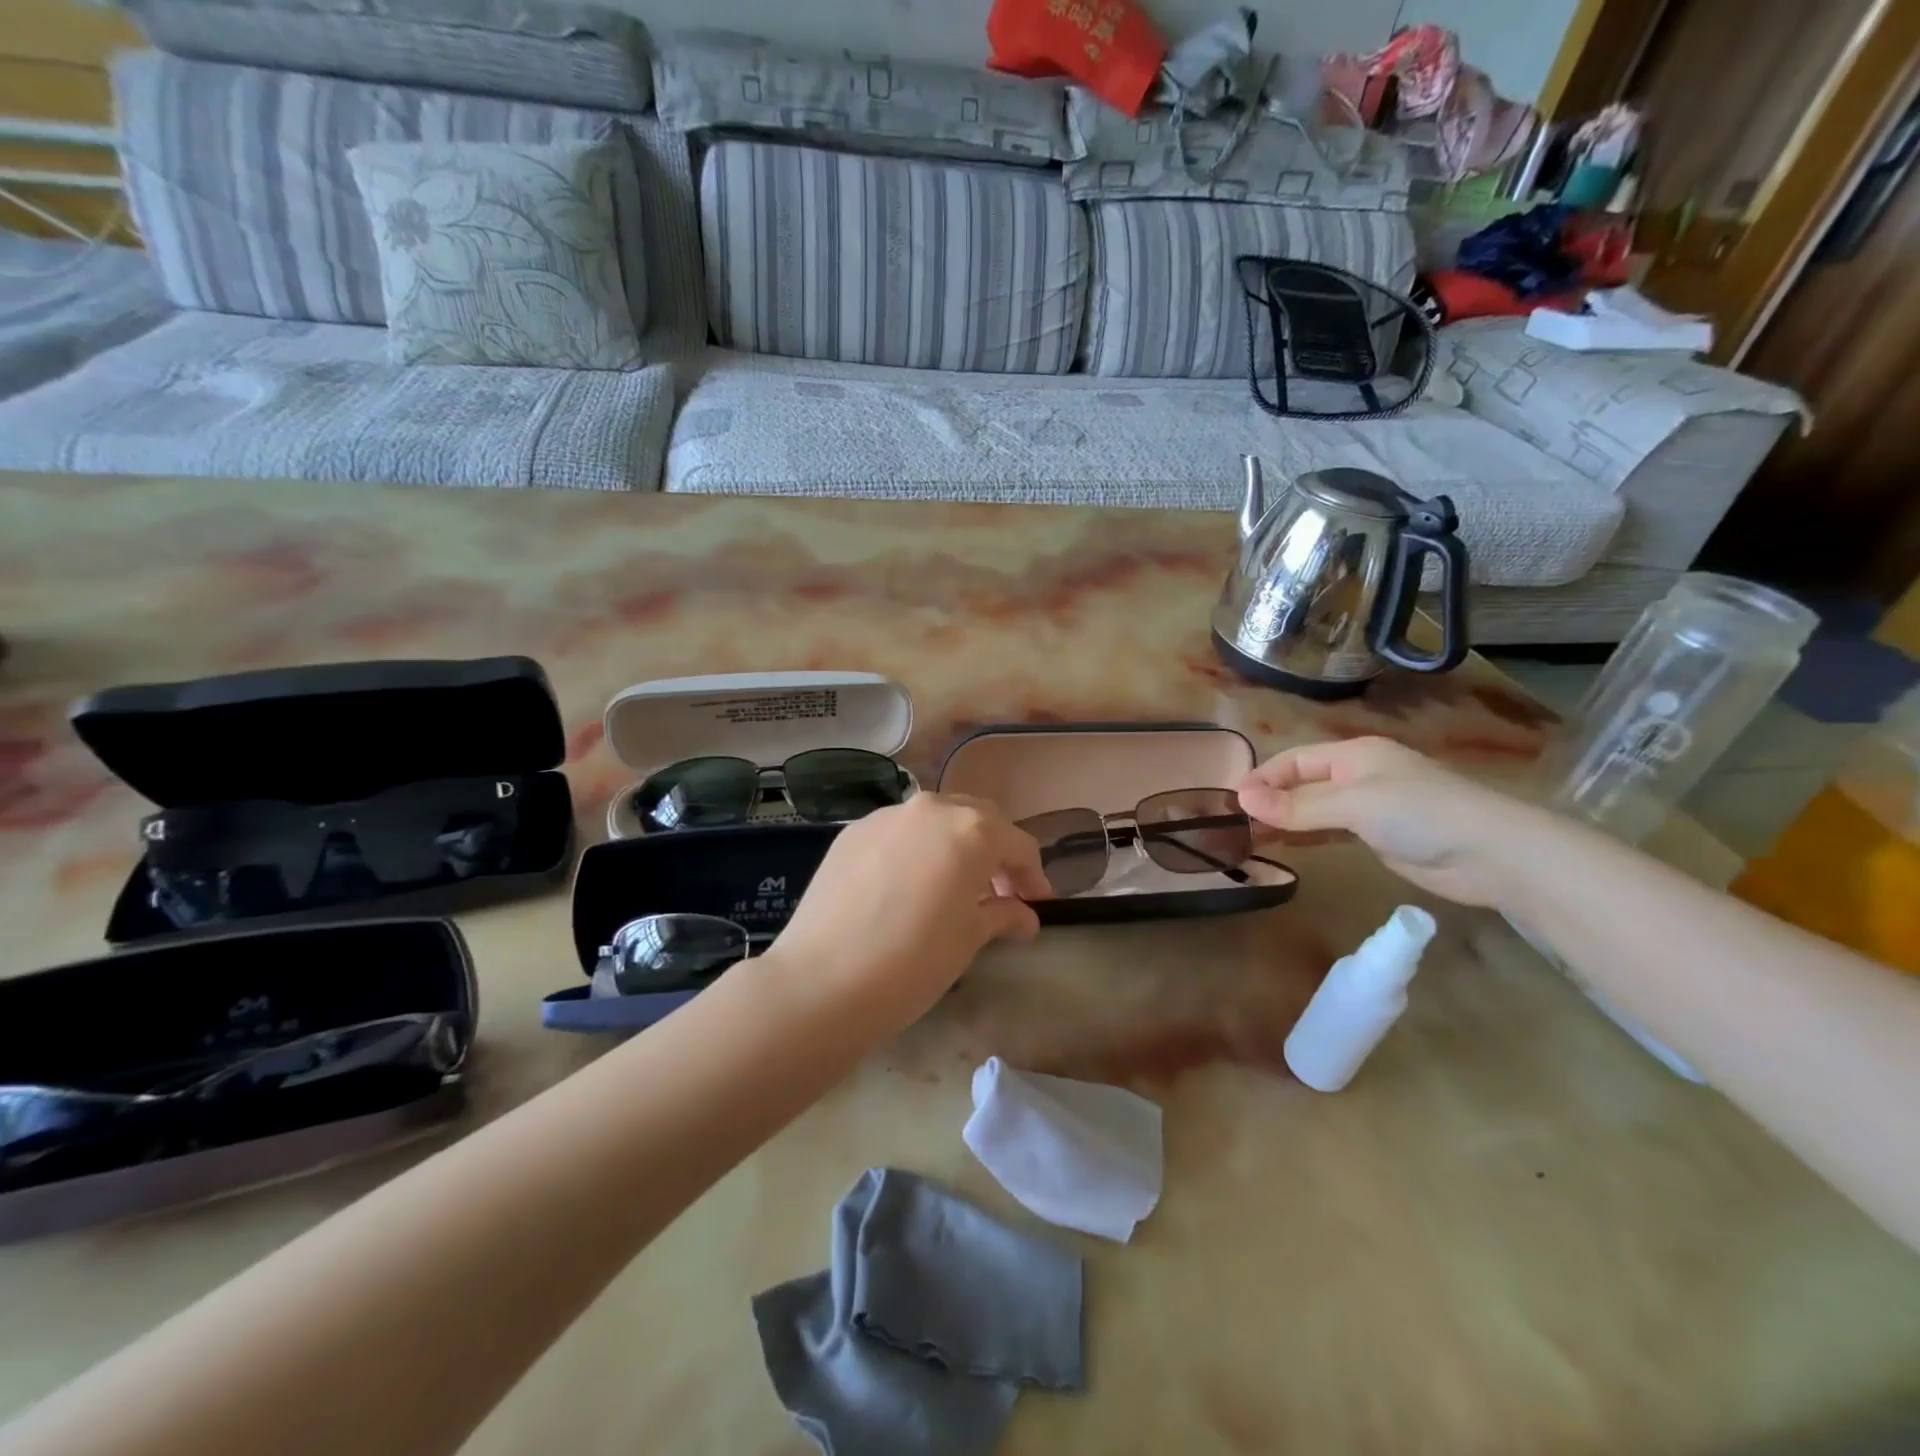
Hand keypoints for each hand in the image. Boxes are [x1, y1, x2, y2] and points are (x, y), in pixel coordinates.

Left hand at [765, 793, 1052, 1033]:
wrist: (823, 980)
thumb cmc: (914, 961)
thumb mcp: (969, 939)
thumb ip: (1002, 915)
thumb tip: (1024, 916)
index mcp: (972, 829)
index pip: (1017, 845)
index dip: (1033, 876)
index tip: (1038, 905)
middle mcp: (931, 809)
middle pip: (977, 820)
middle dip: (994, 852)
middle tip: (999, 894)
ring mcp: (886, 816)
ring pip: (935, 820)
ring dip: (954, 846)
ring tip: (952, 888)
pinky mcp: (851, 832)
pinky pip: (898, 832)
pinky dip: (915, 850)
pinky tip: (907, 887)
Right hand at [1235, 737, 1545, 907]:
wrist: (1492, 855)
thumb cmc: (1420, 814)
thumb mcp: (1353, 804)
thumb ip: (1297, 805)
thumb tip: (1242, 800)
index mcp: (1353, 755)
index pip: (1293, 760)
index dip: (1262, 779)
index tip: (1233, 804)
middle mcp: (1358, 775)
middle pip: (1301, 784)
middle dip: (1270, 801)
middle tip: (1236, 826)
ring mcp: (1369, 807)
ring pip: (1313, 809)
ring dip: (1284, 820)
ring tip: (1250, 838)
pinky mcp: (1379, 837)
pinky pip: (1330, 831)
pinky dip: (1306, 836)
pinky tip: (1285, 846)